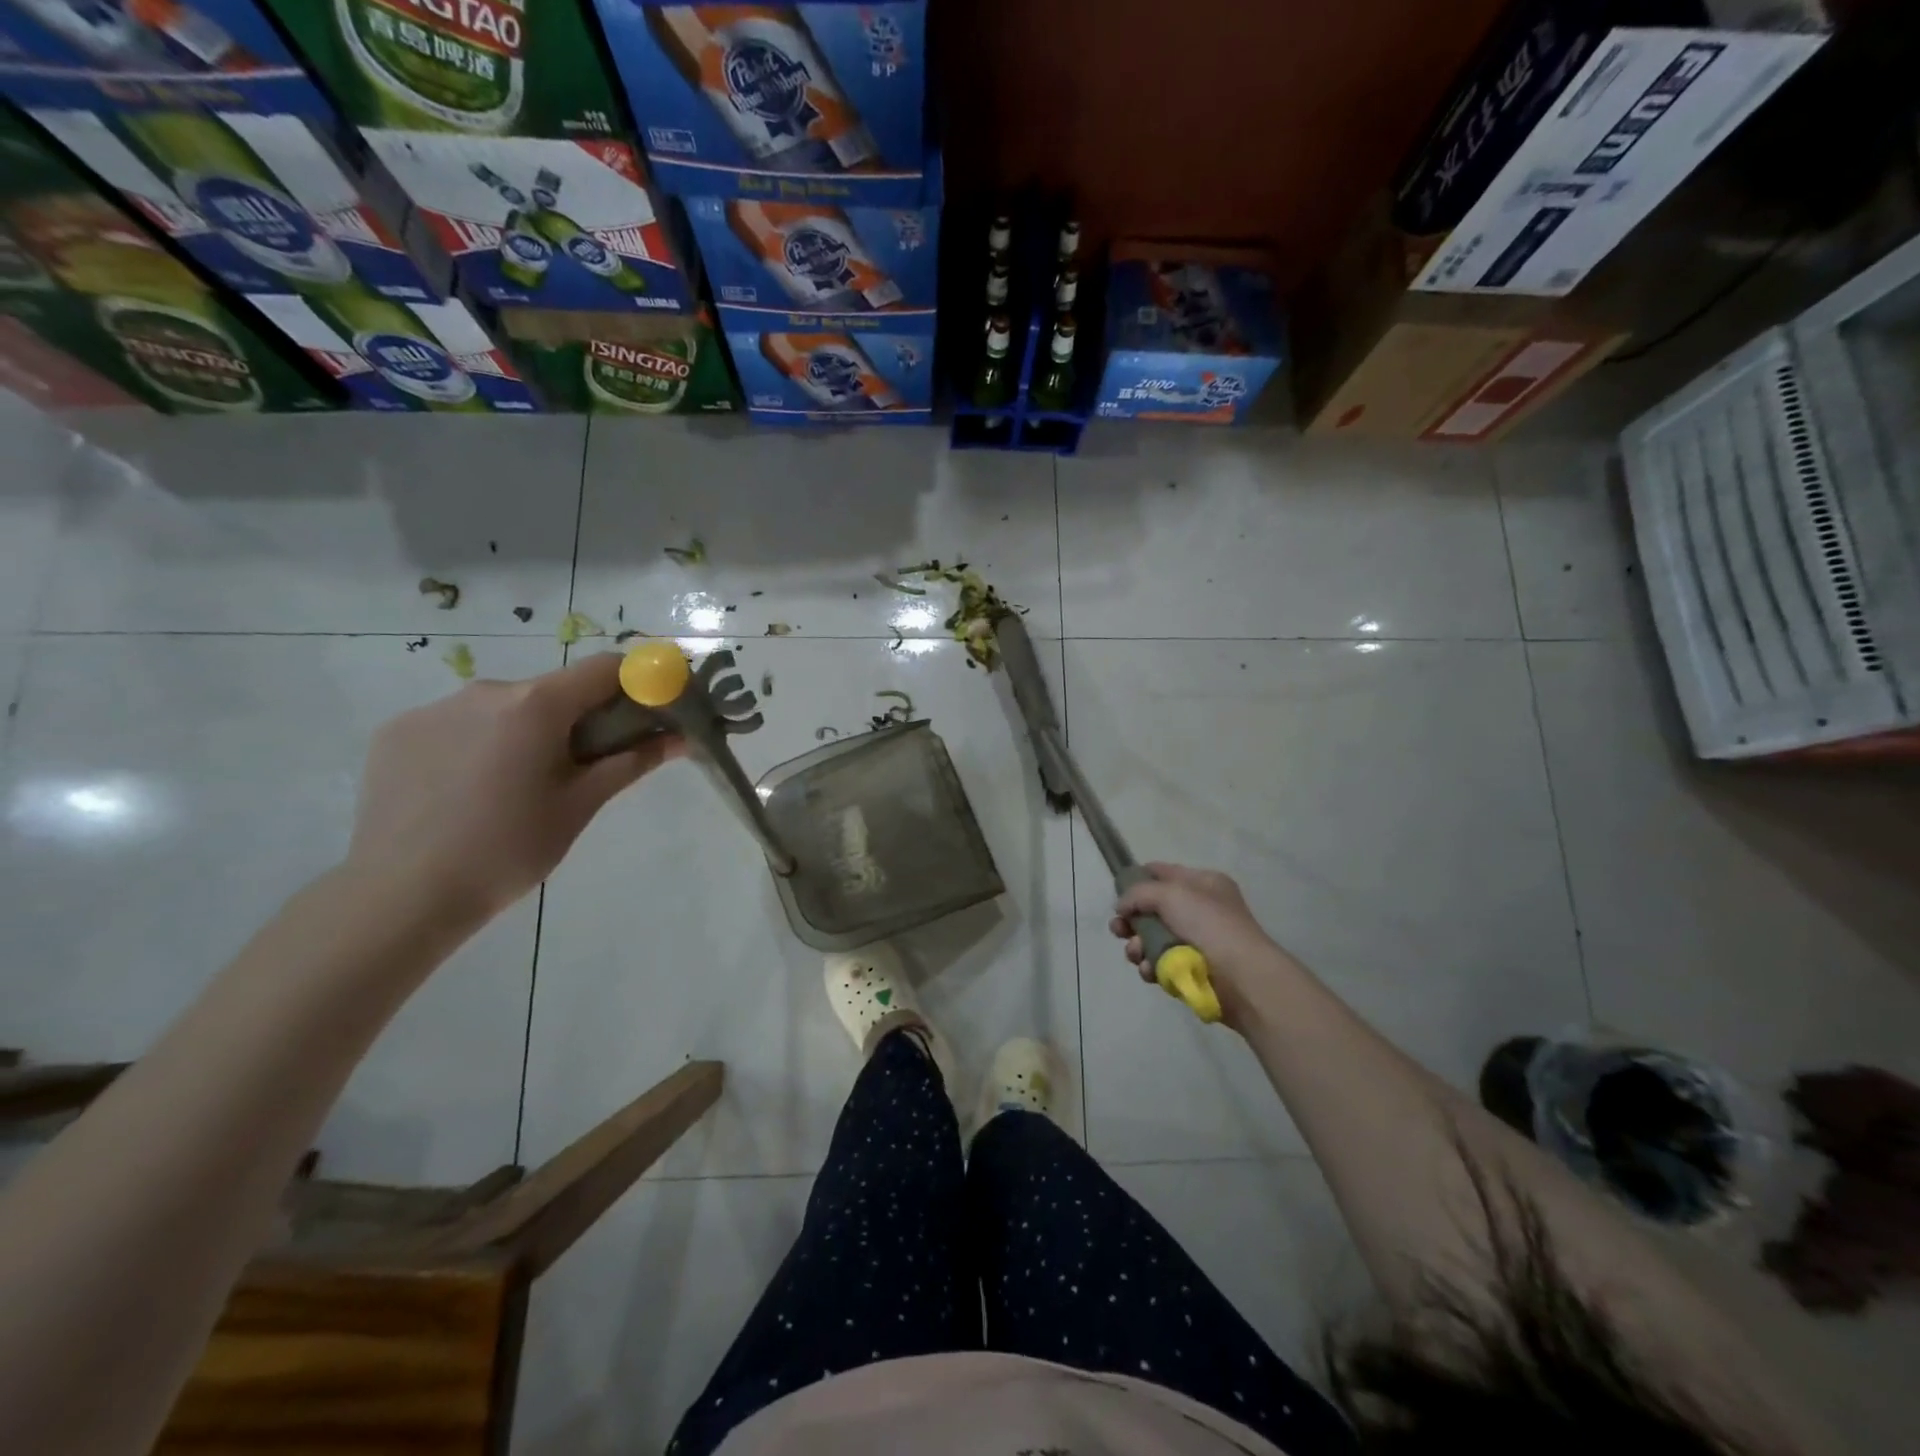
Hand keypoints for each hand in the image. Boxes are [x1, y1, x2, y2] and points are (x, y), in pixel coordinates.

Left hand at [347, 653, 682, 923]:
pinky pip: (457, 725)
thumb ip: (631, 762)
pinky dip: (477, 745)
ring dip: (524, 733)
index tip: (648, 712)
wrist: (402, 895)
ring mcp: (433, 708)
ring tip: (514, 789)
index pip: (604, 669)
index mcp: (536, 705)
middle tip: (579, 769)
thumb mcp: (581, 806)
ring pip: (502, 709)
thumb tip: (680, 738)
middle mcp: (485, 691)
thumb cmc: (510, 849)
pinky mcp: (397, 731)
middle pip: (552, 691)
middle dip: (576, 719)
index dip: (636, 683)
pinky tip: (467, 793)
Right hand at [1110, 863, 1288, 1027]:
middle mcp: (1199, 909)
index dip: (1137, 879)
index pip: (1162, 873)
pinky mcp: (1192, 970)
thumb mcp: (1171, 894)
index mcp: (1202, 883)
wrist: (1243, 977)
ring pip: (1153, 939)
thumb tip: (1121, 906)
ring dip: (1138, 946)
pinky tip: (1151, 971)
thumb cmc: (1210, 925)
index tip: (1117, 894)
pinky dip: (1152, 967)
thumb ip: (1138, 893)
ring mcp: (1197, 941)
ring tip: (1137, 954)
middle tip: (1118, 930)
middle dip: (1132, 920)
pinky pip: (1161, 964)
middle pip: (1152, 910)